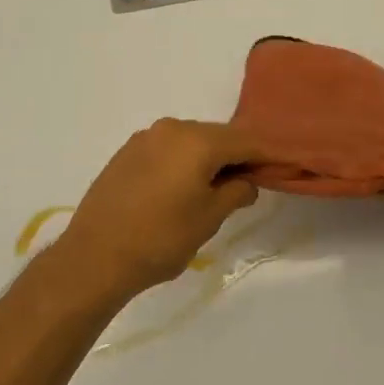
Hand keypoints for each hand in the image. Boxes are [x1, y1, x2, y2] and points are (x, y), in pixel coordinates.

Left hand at [49, 119, 260, 305]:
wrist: (94, 256)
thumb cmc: (160, 239)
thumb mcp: (208, 219)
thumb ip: (235, 192)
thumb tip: (246, 181)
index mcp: (197, 140)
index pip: (246, 141)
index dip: (269, 154)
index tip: (289, 163)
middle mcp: (171, 128)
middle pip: (217, 136)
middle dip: (238, 155)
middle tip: (255, 179)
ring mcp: (145, 138)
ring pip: (191, 142)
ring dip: (209, 159)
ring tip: (219, 186)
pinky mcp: (126, 153)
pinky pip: (167, 150)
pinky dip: (183, 162)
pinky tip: (184, 186)